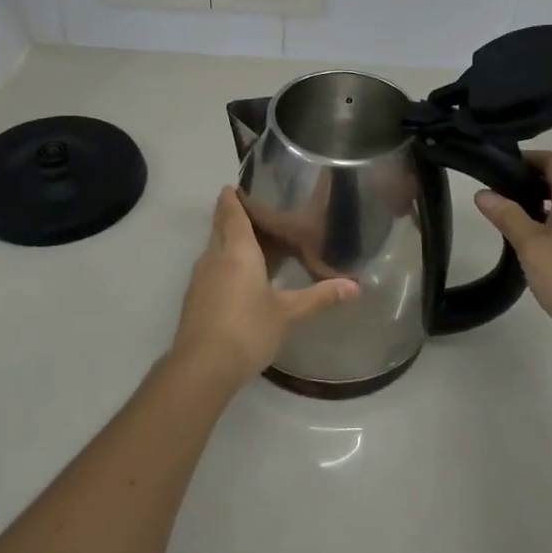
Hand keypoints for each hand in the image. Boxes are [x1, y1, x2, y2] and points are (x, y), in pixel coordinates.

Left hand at [170, 187, 359, 383]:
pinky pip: (213, 269)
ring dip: (232, 243)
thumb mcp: (288, 312)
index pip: (231, 211)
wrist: (202, 367)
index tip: (239, 185)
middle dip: (235, 217)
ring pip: (216, 249)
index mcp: (236, 250)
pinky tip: (245, 279)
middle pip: (222, 227)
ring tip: (258, 245)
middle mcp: (214, 256)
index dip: (233, 197)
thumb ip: (319, 296)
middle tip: (261, 212)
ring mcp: (201, 278)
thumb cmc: (248, 328)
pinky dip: (227, 265)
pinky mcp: (196, 299)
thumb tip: (355, 286)